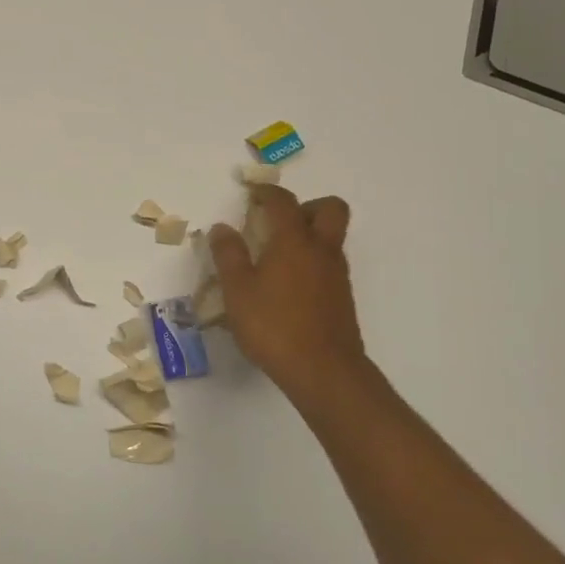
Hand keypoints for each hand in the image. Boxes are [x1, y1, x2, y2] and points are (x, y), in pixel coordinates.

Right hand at [207, 186, 364, 393]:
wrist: (324, 370)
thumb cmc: (274, 325)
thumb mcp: (238, 290)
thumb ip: (229, 255)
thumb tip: (221, 228)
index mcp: (294, 241)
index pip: (284, 201)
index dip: (267, 192)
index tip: (252, 193)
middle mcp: (322, 250)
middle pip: (329, 209)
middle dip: (306, 206)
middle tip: (279, 223)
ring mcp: (337, 274)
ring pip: (332, 238)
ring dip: (310, 236)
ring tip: (277, 258)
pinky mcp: (342, 298)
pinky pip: (330, 265)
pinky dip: (312, 264)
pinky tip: (289, 288)